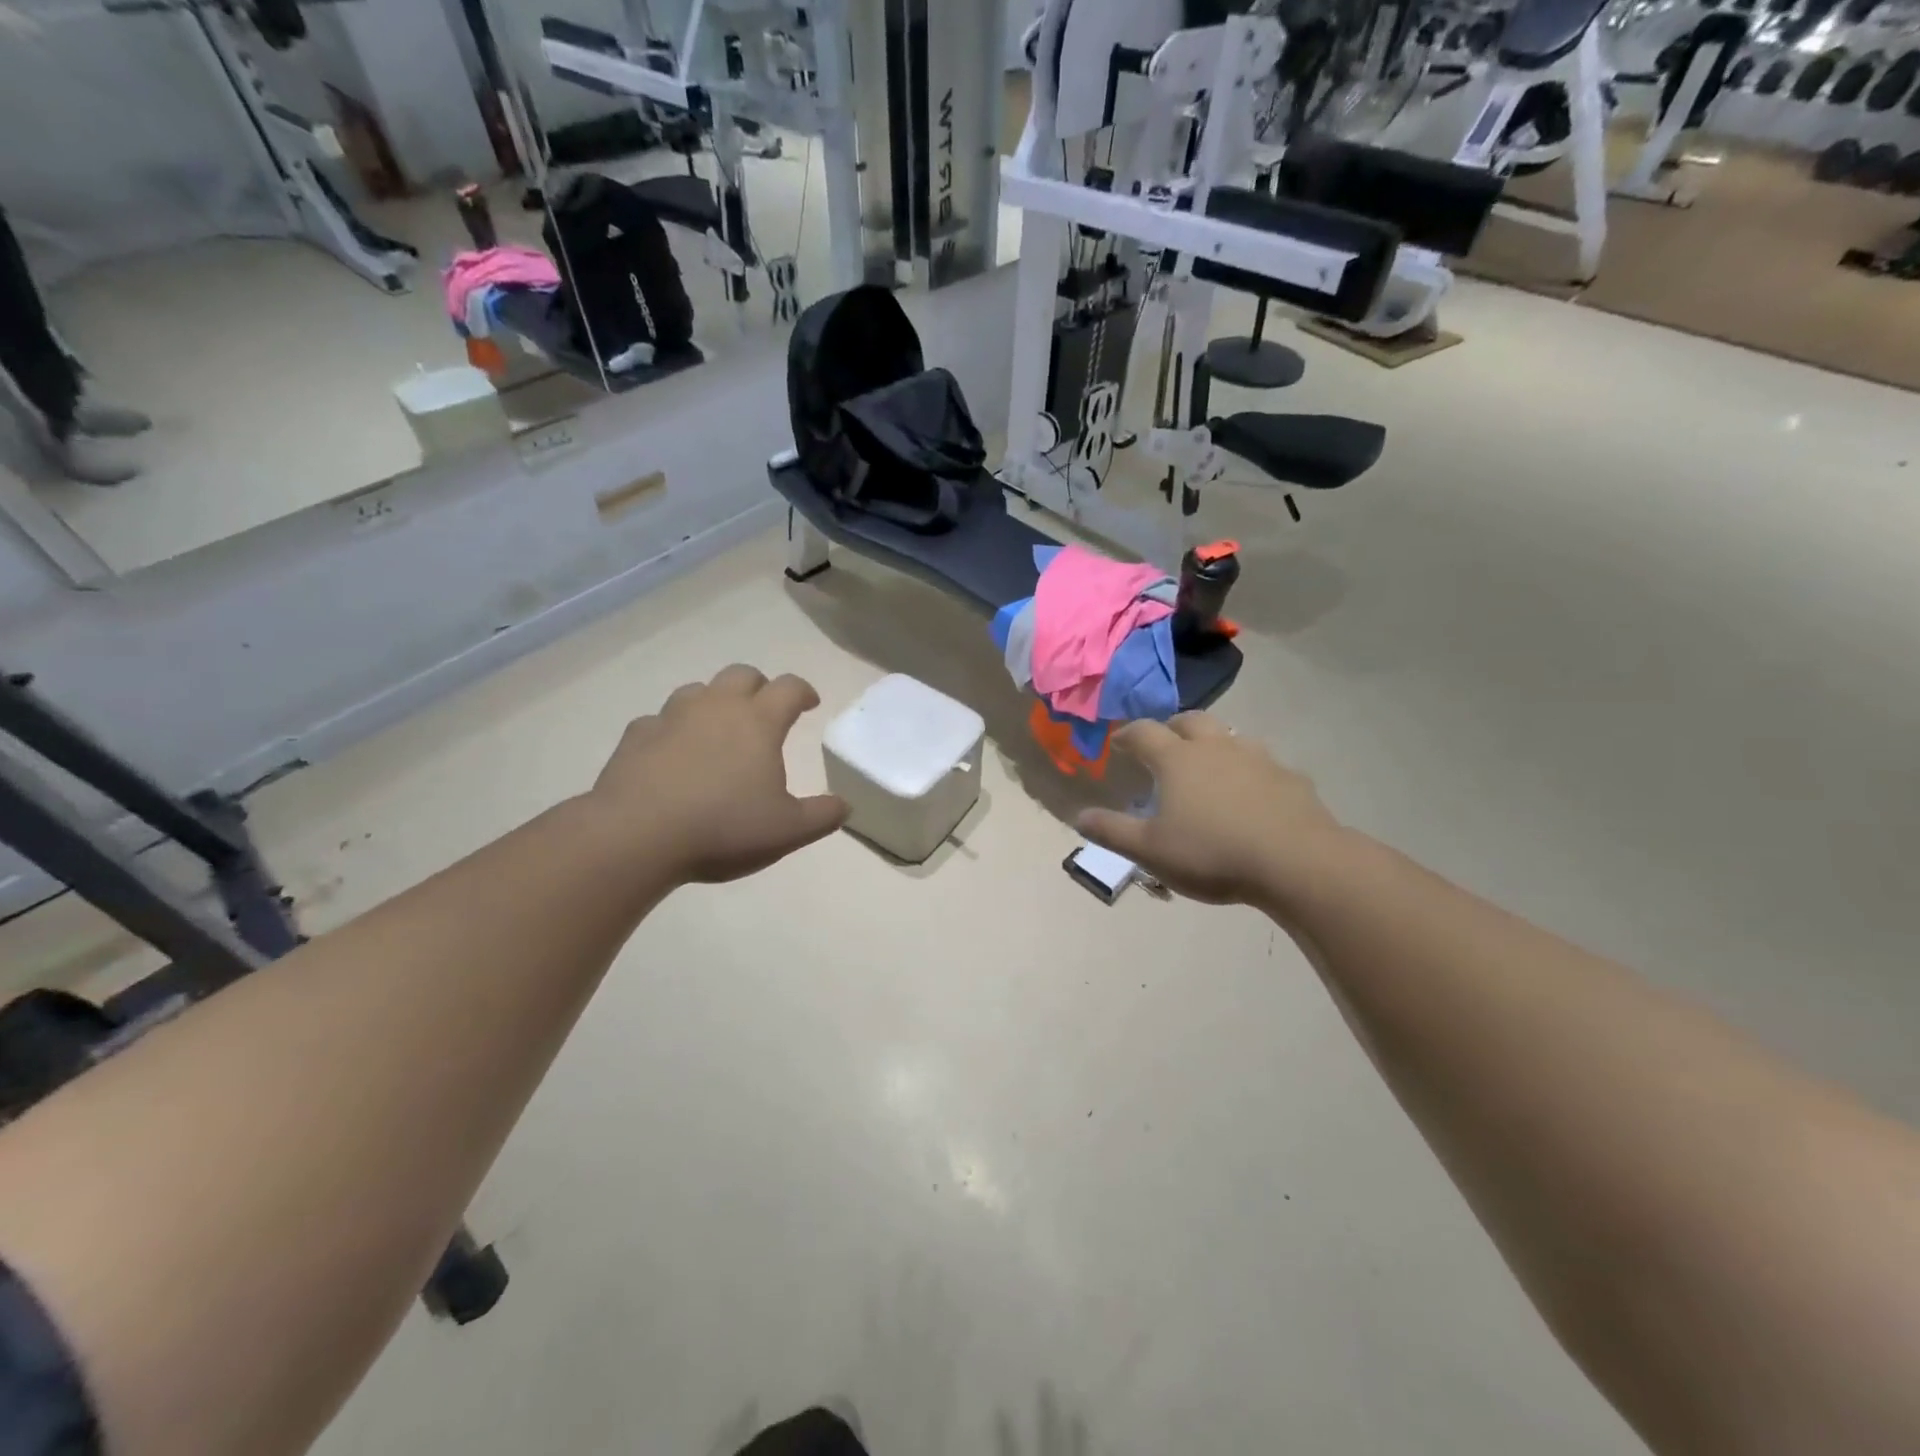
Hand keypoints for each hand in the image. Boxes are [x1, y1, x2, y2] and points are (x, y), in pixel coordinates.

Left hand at [589, 665, 847, 883]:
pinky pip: (660, 720)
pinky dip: (673, 729)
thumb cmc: (723, 827)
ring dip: (714, 701)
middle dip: (760, 686)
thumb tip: (845, 805)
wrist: (637, 835)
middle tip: (765, 710)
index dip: (803, 691)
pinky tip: (672, 752)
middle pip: (742, 674)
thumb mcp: (788, 831)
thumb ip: (822, 815)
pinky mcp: (636, 736)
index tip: (810, 704)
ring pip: (698, 690)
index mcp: (758, 722)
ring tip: (719, 728)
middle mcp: (716, 707)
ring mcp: (672, 717)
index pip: (789, 688)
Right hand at [1077, 713, 1345, 906]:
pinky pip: (1264, 764)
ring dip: (1214, 744)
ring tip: (1208, 766)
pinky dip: (1250, 771)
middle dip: (1172, 728)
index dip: (1127, 735)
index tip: (1118, 744)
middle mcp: (1216, 747)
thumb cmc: (1213, 853)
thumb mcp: (1151, 850)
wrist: (1297, 863)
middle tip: (1164, 744)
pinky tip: (1252, 794)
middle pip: (1191, 721)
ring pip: (1230, 736)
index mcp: (1177, 759)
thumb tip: (1079, 816)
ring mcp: (1258, 758)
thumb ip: (1112, 831)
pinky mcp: (1290, 778)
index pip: (1143, 732)